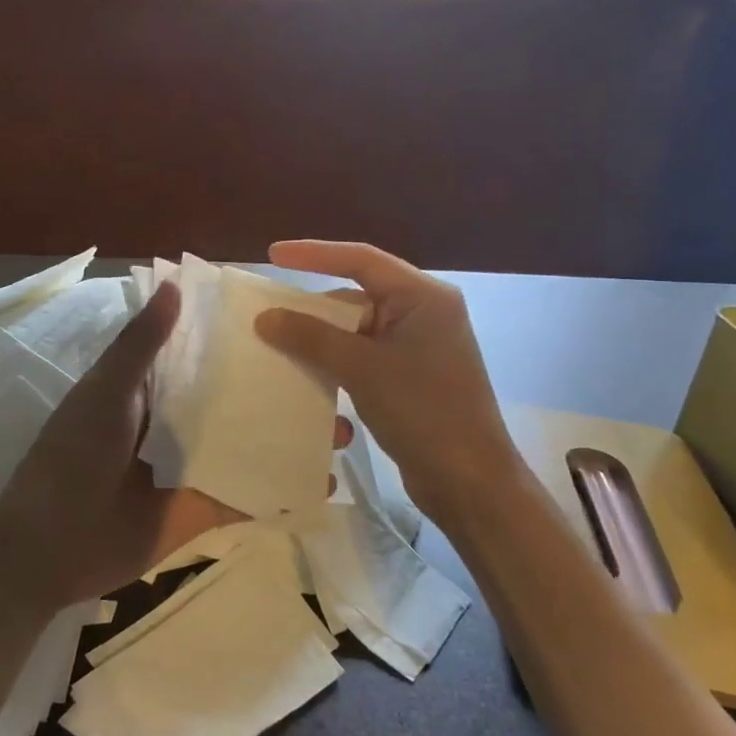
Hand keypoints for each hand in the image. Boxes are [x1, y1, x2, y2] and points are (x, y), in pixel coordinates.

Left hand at [0, 280, 355, 613]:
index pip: (202, 354)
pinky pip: (248, 494)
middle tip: (334, 379)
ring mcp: (192, 467)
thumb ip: (140, 345)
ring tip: (340, 428)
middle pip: (235, 399)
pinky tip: (323, 483)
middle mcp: (175, 423)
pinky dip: (282, 488)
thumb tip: (177, 286)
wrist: (49, 547)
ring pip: (248, 443)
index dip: (241, 340)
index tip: (293, 321)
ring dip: (288, 436)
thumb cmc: (72, 458)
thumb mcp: (105, 393)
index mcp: (150, 389)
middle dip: (279, 390)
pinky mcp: (202, 509)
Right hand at [255, 240, 516, 528]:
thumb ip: (311, 338)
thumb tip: (266, 317)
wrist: (469, 481)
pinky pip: (365, 356)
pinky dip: (339, 365)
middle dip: (314, 308)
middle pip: (357, 295)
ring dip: (323, 342)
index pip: (361, 259)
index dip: (314, 254)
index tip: (273, 255)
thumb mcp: (362, 368)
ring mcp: (420, 346)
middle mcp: (424, 313)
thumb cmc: (422, 412)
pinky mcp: (412, 376)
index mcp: (423, 297)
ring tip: (281, 347)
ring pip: (358, 330)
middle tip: (270, 312)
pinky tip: (312, 380)